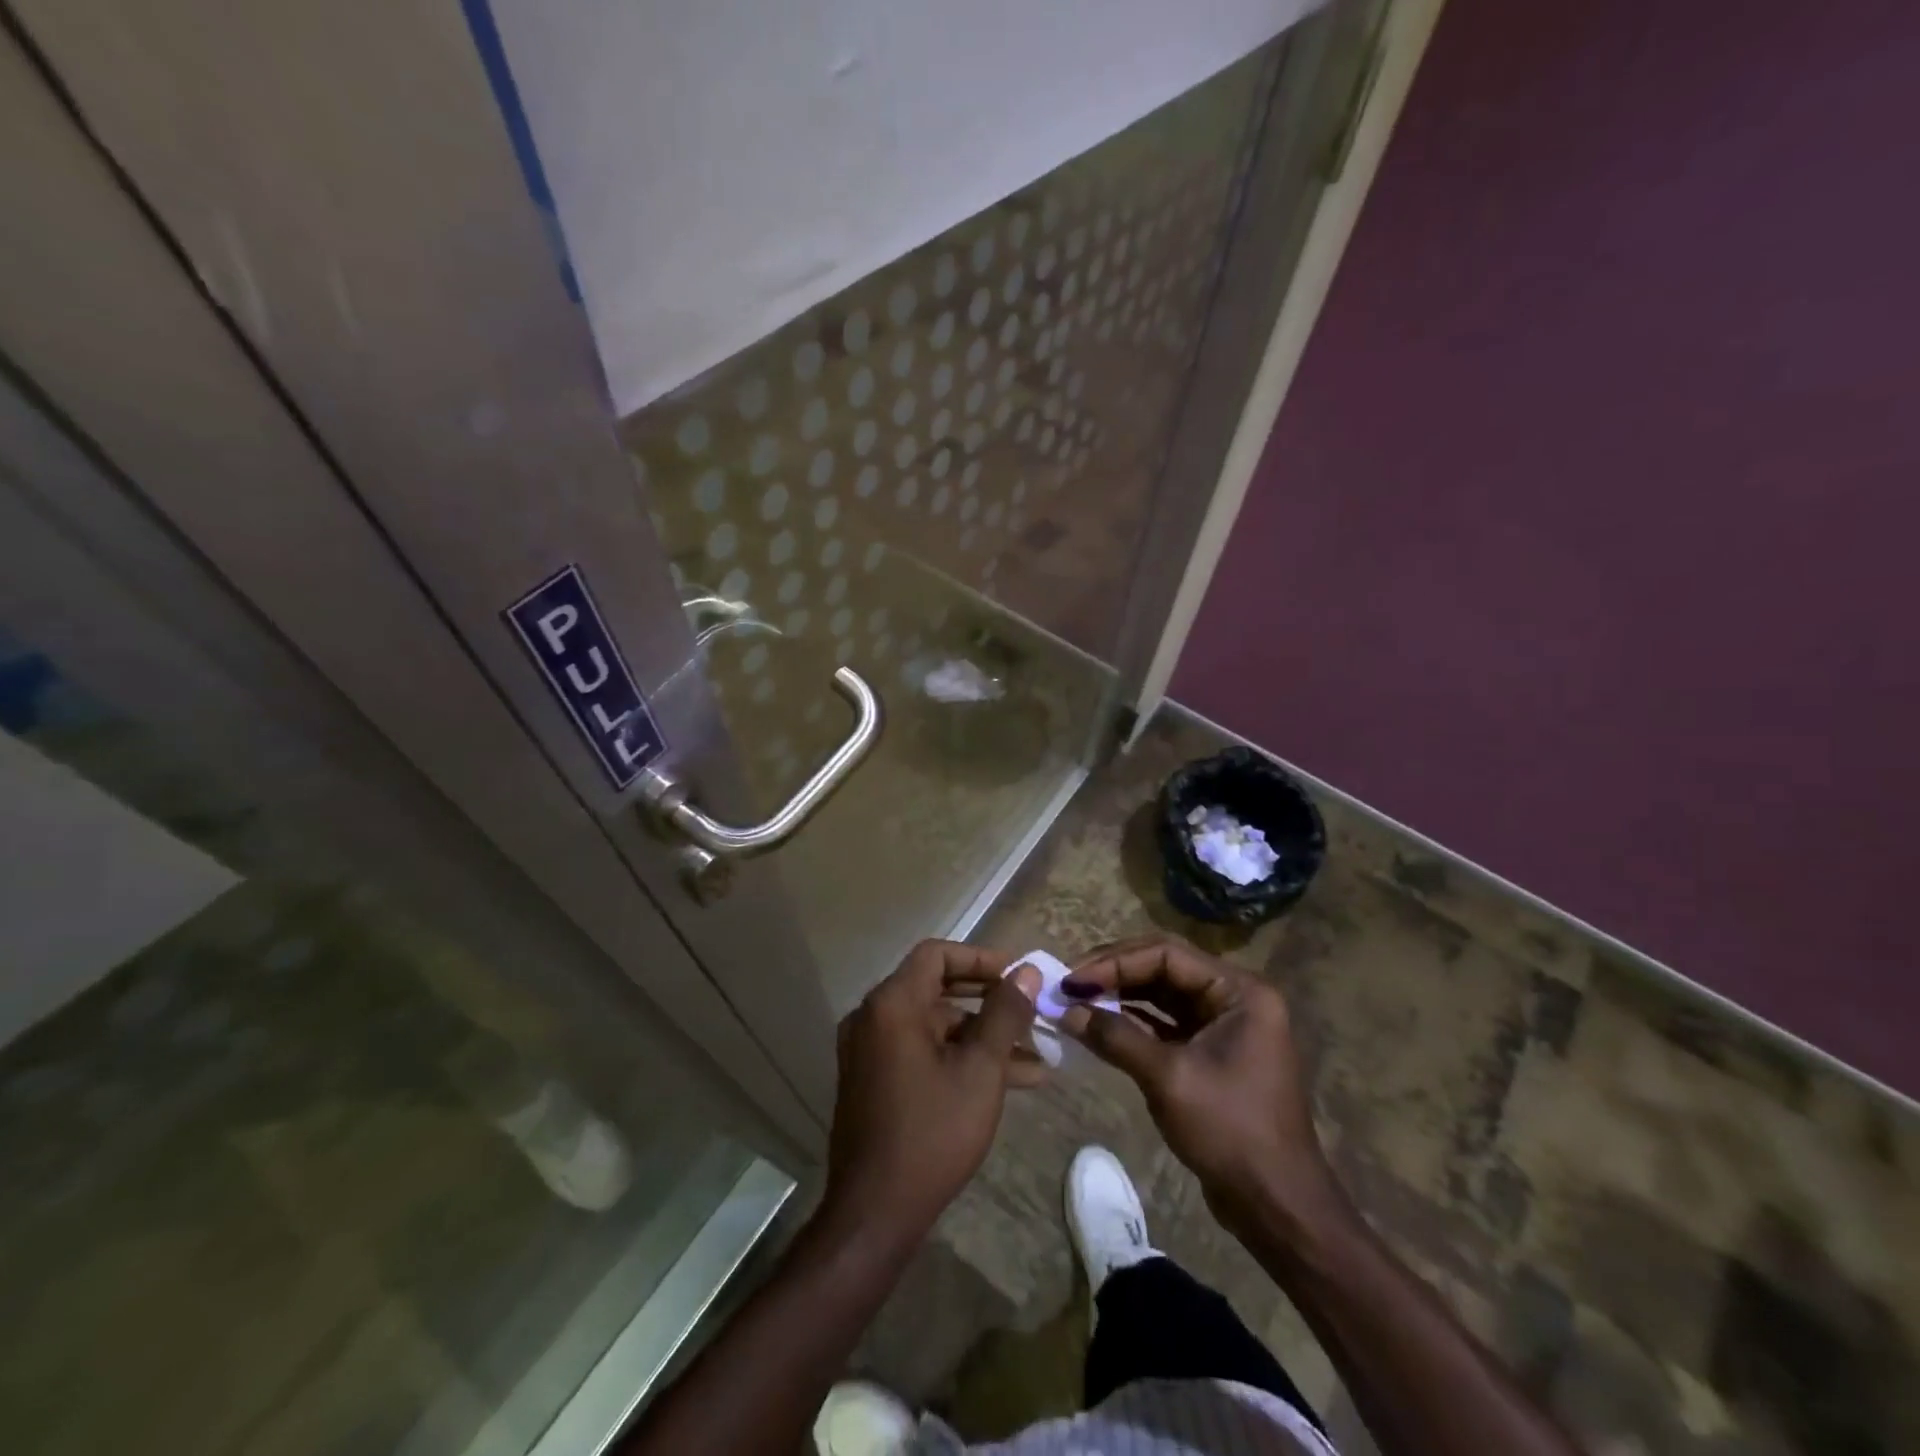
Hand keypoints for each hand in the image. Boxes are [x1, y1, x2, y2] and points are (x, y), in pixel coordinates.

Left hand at [822, 941, 1042, 1244]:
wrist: (874, 1213)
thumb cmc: (932, 1133)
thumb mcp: (980, 1070)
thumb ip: (1004, 1014)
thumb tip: (1027, 972)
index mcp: (891, 1004)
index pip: (936, 954)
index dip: (980, 959)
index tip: (1018, 975)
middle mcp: (873, 1018)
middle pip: (937, 989)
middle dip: (989, 1001)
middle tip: (1031, 1011)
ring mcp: (870, 1051)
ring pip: (935, 1027)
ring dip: (983, 1037)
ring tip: (1038, 1058)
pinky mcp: (874, 1080)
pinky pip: (922, 1052)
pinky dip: (959, 1058)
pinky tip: (1009, 1081)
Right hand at [1059, 935, 1339, 1233]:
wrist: (1276, 1205)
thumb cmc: (1230, 1131)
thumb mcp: (1168, 1078)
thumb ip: (1116, 1037)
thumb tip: (1066, 1011)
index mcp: (1239, 991)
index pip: (1167, 954)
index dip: (1115, 961)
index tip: (1073, 979)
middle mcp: (1234, 997)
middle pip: (1164, 967)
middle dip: (1115, 973)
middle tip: (1069, 984)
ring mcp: (1223, 1024)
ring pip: (1162, 993)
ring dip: (1121, 995)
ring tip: (1077, 999)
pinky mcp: (1211, 1051)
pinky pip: (1166, 1021)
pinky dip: (1133, 1020)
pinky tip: (1100, 1023)